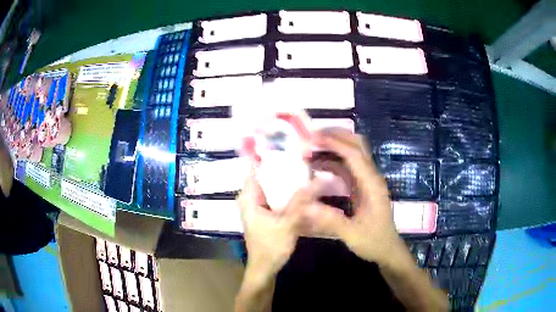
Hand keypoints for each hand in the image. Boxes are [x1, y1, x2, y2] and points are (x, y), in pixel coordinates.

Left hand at [237, 166, 320, 281]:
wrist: (264, 268)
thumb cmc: (271, 247)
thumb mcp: (288, 223)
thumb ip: (302, 201)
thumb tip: (318, 180)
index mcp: (248, 197)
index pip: (253, 168)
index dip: (267, 156)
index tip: (285, 145)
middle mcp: (249, 199)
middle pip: (264, 176)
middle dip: (280, 167)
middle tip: (300, 156)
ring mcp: (256, 207)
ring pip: (270, 187)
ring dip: (283, 180)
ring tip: (302, 168)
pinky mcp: (264, 215)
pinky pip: (273, 197)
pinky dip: (284, 192)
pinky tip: (300, 189)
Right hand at [306, 129, 405, 265]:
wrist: (387, 249)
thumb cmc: (373, 242)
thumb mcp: (352, 235)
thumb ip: (331, 220)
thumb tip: (306, 205)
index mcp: (372, 184)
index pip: (354, 154)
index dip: (334, 143)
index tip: (312, 139)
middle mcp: (371, 177)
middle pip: (356, 145)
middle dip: (335, 136)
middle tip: (311, 137)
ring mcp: (367, 180)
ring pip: (352, 153)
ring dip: (333, 147)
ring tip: (310, 149)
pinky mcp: (362, 186)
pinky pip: (347, 167)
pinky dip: (333, 161)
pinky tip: (318, 166)